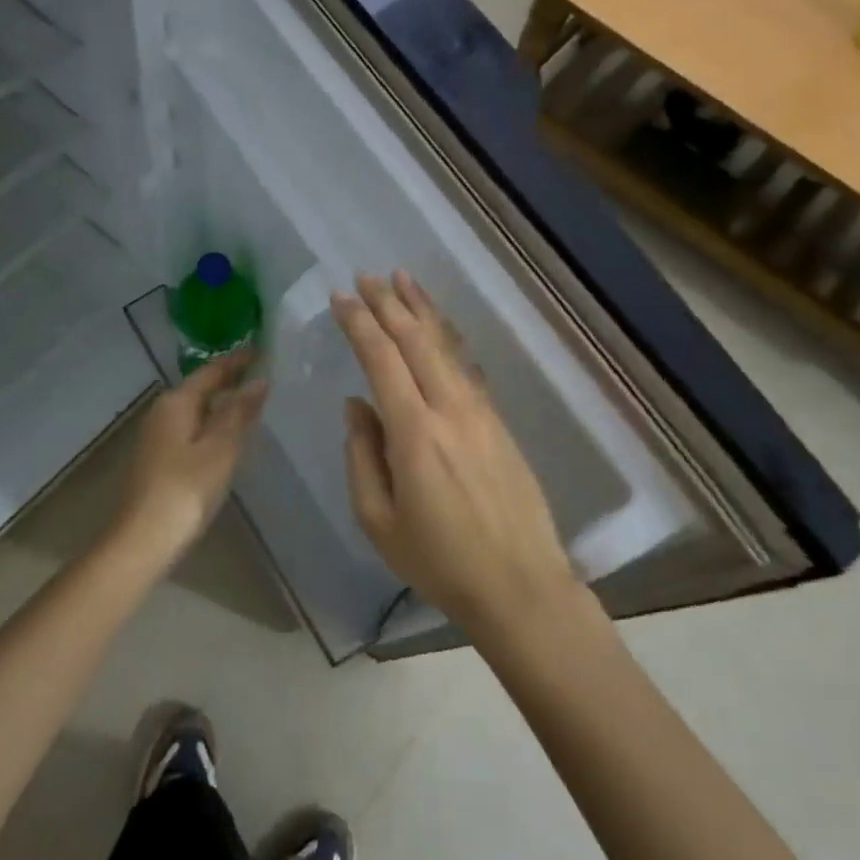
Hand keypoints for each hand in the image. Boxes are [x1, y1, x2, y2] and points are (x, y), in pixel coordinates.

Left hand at [116, 351, 268, 561]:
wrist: (143, 540)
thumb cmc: (186, 489)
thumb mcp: (221, 448)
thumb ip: (239, 412)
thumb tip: (258, 381)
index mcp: (177, 402)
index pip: (212, 371)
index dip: (238, 361)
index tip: (264, 351)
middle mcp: (162, 412)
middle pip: (201, 388)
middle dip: (230, 381)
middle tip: (265, 375)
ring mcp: (157, 437)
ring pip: (196, 410)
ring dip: (222, 405)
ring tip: (254, 403)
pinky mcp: (158, 460)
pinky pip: (191, 430)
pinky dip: (212, 426)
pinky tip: (229, 437)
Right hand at [331, 272, 580, 637]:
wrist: (519, 583)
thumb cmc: (439, 560)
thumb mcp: (379, 520)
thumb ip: (362, 455)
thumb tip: (357, 405)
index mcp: (414, 432)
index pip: (382, 359)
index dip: (360, 324)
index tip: (341, 297)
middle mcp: (449, 408)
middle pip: (416, 340)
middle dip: (389, 304)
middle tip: (366, 277)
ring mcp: (480, 411)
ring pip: (447, 345)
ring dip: (423, 309)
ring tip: (403, 279)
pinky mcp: (498, 421)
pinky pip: (466, 365)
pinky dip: (449, 337)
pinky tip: (440, 326)